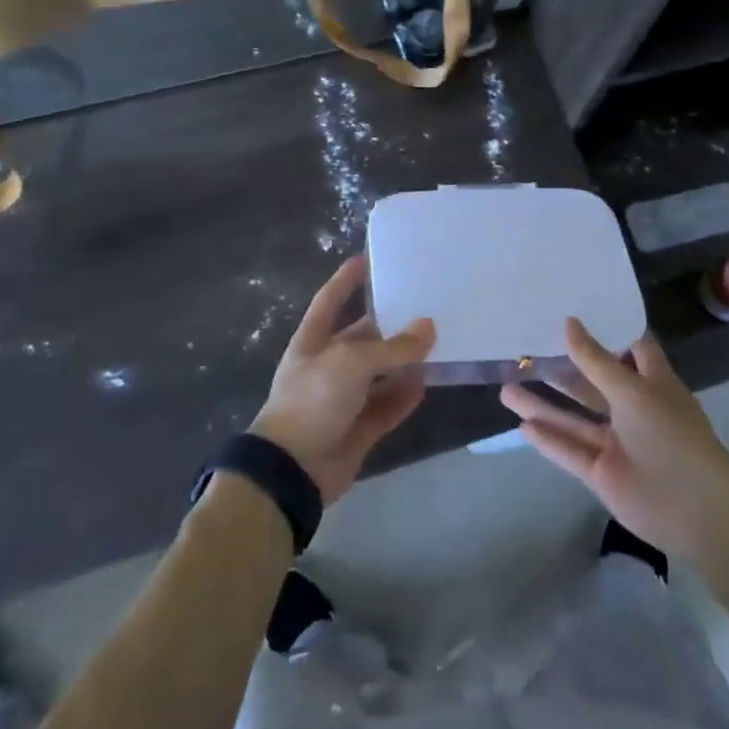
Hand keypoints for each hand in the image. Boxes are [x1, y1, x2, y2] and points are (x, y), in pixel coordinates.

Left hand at [250, 256, 435, 504]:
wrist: (292, 470)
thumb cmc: (313, 400)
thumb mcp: (352, 362)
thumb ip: (393, 346)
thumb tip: (429, 326)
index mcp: (313, 340)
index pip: (330, 300)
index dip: (346, 280)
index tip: (367, 259)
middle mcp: (327, 365)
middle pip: (363, 337)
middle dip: (389, 324)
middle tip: (425, 306)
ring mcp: (343, 399)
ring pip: (379, 373)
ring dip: (403, 362)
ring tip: (437, 343)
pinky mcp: (357, 428)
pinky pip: (386, 406)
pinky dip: (404, 397)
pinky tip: (427, 384)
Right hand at [499, 318, 728, 556]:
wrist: (695, 508)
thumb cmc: (670, 434)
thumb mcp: (632, 390)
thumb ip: (596, 360)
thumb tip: (569, 323)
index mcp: (651, 383)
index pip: (630, 347)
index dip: (606, 329)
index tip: (575, 309)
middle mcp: (633, 409)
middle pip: (591, 383)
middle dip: (561, 369)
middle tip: (526, 349)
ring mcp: (616, 443)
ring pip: (574, 419)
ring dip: (542, 405)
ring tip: (506, 388)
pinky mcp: (603, 473)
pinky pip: (570, 451)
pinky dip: (548, 440)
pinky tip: (521, 426)